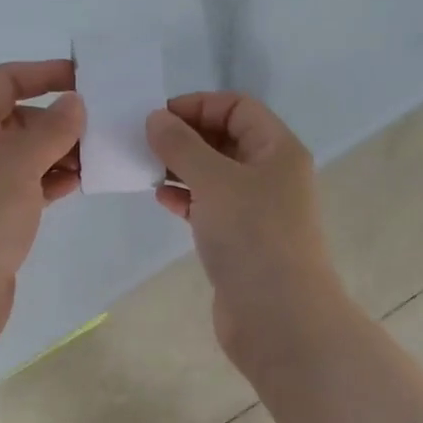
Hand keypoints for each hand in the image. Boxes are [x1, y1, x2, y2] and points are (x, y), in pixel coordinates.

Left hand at [0, 60, 84, 354]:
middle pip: (19, 118)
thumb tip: (74, 102)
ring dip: (62, 151)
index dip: (43, 74)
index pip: (5, 82)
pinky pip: (31, 184)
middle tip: (103, 126)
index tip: (86, 79)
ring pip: (29, 154)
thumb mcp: (16, 166)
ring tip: (100, 156)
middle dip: (59, 118)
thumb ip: (50, 130)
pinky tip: (83, 182)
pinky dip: (55, 180)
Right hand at [146, 93, 352, 371]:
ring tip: (145, 169)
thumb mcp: (214, 180)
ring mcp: (257, 210)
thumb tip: (156, 118)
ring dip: (181, 168)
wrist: (278, 317)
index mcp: (277, 149)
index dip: (198, 105)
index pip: (237, 107)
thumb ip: (181, 145)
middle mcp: (271, 174)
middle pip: (225, 139)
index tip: (157, 117)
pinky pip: (210, 206)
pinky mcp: (241, 240)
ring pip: (214, 175)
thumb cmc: (252, 236)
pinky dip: (186, 199)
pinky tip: (161, 200)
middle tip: (143, 142)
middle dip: (185, 137)